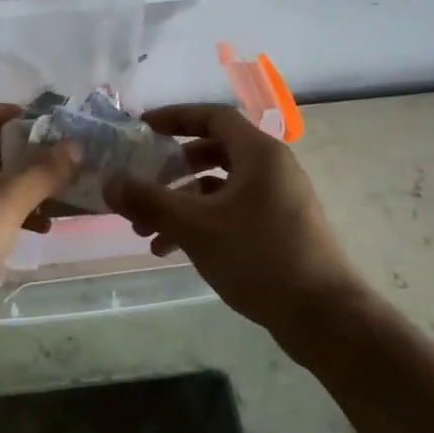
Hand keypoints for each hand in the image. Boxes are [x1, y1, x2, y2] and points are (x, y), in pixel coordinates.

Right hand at [105, 104, 361, 341]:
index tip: (142, 128)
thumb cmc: (259, 257)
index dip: (174, 117)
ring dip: (180, 203)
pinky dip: (201, 223)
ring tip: (145, 230)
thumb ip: (148, 201)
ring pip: (219, 188)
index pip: (212, 116)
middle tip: (142, 182)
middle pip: (213, 152)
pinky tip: (169, 250)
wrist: (324, 316)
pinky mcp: (279, 230)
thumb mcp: (195, 226)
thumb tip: (109, 183)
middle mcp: (271, 169)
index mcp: (259, 154)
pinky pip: (231, 213)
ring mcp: (278, 201)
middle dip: (172, 169)